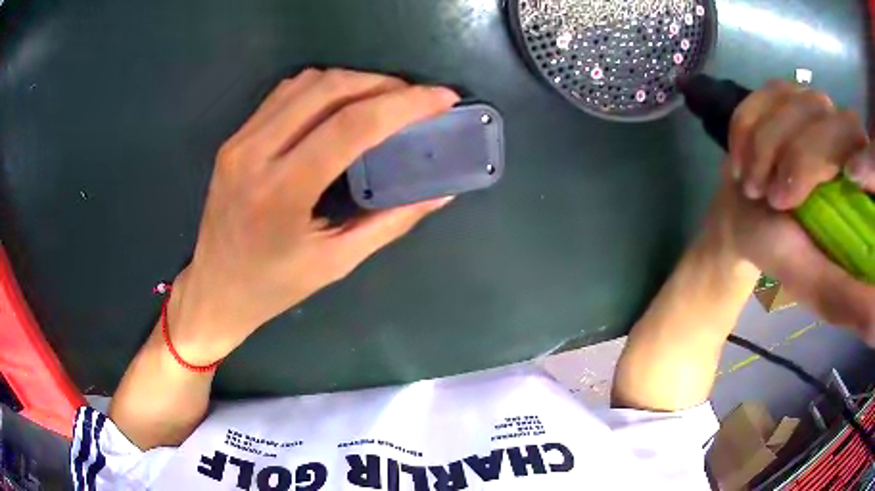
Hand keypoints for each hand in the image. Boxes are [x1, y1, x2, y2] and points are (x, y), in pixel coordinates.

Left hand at [168, 69, 458, 363]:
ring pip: (306, 82)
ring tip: (384, 98)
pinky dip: (323, 87)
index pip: (351, 125)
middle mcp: (255, 153)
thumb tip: (439, 191)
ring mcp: (240, 140)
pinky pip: (285, 93)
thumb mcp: (337, 263)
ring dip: (354, 81)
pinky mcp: (235, 138)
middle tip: (416, 98)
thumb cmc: (274, 286)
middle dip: (382, 84)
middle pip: (329, 89)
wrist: (215, 288)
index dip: (404, 104)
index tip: (441, 99)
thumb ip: (391, 222)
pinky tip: (342, 103)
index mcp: (282, 191)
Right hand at [711, 80, 874, 343]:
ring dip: (765, 144)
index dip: (867, 157)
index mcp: (861, 185)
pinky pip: (766, 93)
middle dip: (799, 157)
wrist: (741, 222)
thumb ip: (850, 298)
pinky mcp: (784, 92)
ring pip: (796, 103)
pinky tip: (742, 157)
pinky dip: (746, 125)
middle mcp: (844, 136)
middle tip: (772, 196)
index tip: (849, 177)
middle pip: (832, 121)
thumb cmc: (783, 256)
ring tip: (752, 184)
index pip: (871, 154)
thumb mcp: (819, 288)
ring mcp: (813, 107)